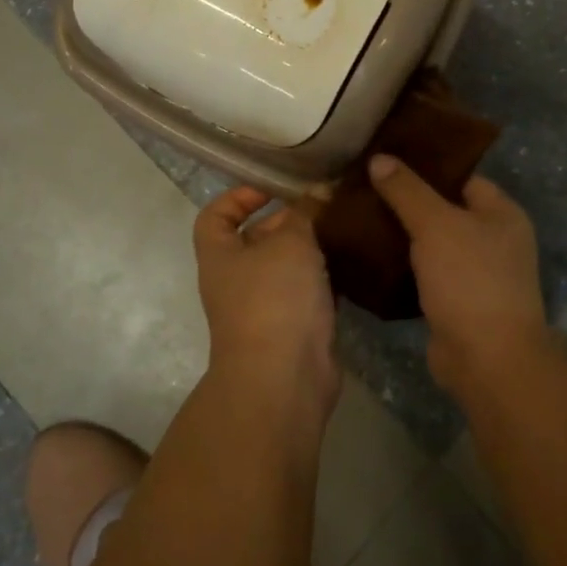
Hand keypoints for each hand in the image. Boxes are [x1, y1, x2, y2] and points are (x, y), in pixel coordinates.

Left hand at [193, 186, 340, 418]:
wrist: (284, 378)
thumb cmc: (274, 298)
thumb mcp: (291, 241)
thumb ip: (305, 213)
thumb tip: (319, 190)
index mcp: (220, 255)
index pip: (216, 215)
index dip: (238, 196)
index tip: (272, 187)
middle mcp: (236, 280)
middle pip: (256, 238)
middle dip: (288, 219)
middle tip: (325, 203)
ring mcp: (263, 307)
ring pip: (286, 266)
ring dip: (311, 248)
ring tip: (343, 226)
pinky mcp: (292, 329)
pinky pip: (307, 292)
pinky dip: (325, 277)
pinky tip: (351, 261)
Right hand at [368, 154, 547, 397]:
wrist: (487, 361)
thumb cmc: (470, 280)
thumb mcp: (435, 225)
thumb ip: (406, 190)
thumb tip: (379, 158)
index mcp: (502, 213)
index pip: (461, 176)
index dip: (426, 167)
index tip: (387, 160)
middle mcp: (495, 240)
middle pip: (445, 209)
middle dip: (408, 201)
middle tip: (366, 188)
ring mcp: (477, 274)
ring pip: (433, 243)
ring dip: (402, 235)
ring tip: (361, 218)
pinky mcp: (457, 303)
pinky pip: (426, 273)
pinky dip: (403, 266)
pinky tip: (371, 256)